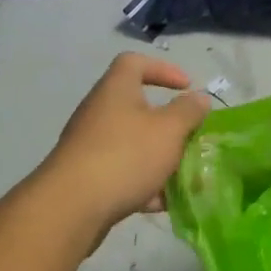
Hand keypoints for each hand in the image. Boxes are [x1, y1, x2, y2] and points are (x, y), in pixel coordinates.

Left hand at [38, 54, 210, 235]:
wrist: (71, 207)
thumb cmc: (126, 156)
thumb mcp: (169, 130)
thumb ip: (188, 112)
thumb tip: (199, 98)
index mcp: (116, 90)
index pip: (135, 63)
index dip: (163, 69)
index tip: (187, 87)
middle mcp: (99, 112)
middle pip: (137, 107)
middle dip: (168, 124)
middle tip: (190, 137)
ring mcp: (90, 146)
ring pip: (132, 143)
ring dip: (159, 156)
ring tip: (183, 174)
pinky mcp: (87, 177)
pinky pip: (122, 172)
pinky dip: (143, 183)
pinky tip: (161, 202)